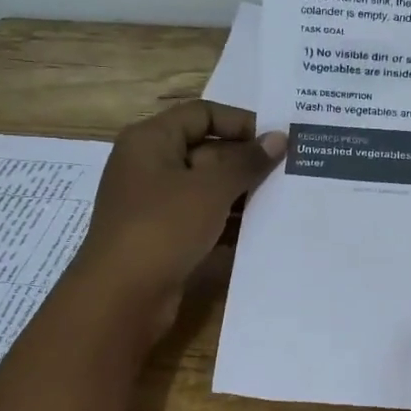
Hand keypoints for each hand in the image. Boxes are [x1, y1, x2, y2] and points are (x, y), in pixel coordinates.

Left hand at [69, 102, 284, 343]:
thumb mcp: (211, 189)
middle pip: (206, 150)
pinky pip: (203, 217)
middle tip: (289, 171)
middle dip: (246, 161)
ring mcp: (155, 203)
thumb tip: (279, 138)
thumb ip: (247, 162)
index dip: (240, 122)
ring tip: (284, 199)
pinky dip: (229, 221)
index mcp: (151, 140)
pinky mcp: (164, 236)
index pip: (202, 113)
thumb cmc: (163, 227)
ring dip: (242, 193)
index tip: (276, 140)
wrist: (121, 298)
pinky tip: (262, 229)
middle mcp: (149, 165)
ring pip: (206, 187)